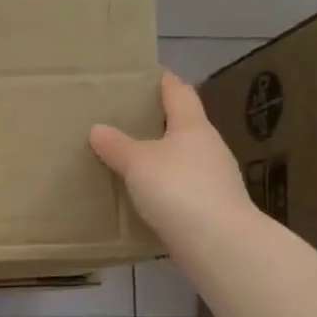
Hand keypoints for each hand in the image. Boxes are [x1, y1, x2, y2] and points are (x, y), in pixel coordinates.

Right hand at [90, 71, 254, 248]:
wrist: (218, 242)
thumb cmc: (178, 188)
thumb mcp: (138, 163)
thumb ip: (117, 145)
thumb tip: (98, 129)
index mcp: (193, 126)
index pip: (178, 92)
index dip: (162, 80)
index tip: (144, 74)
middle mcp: (208, 147)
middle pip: (183, 125)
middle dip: (157, 121)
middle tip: (124, 119)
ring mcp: (214, 179)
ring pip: (182, 158)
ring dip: (160, 157)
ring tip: (129, 159)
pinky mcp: (211, 207)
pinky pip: (182, 187)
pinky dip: (164, 186)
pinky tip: (145, 196)